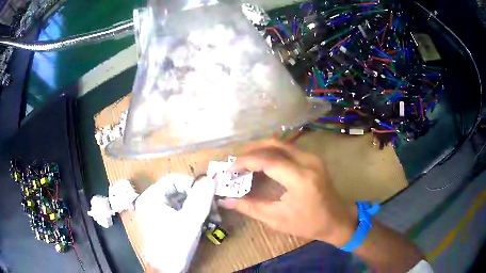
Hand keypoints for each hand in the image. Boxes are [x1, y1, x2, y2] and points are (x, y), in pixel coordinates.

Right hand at [218, 138, 356, 245]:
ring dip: (260, 149)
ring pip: (281, 143)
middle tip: (235, 162)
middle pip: (274, 144)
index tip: (229, 170)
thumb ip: (250, 207)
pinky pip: (288, 149)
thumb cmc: (309, 224)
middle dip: (250, 150)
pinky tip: (262, 163)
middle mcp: (308, 161)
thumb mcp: (277, 220)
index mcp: (300, 178)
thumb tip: (225, 201)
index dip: (245, 162)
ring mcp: (312, 157)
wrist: (337, 220)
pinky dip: (271, 153)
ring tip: (244, 162)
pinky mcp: (313, 159)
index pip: (267, 160)